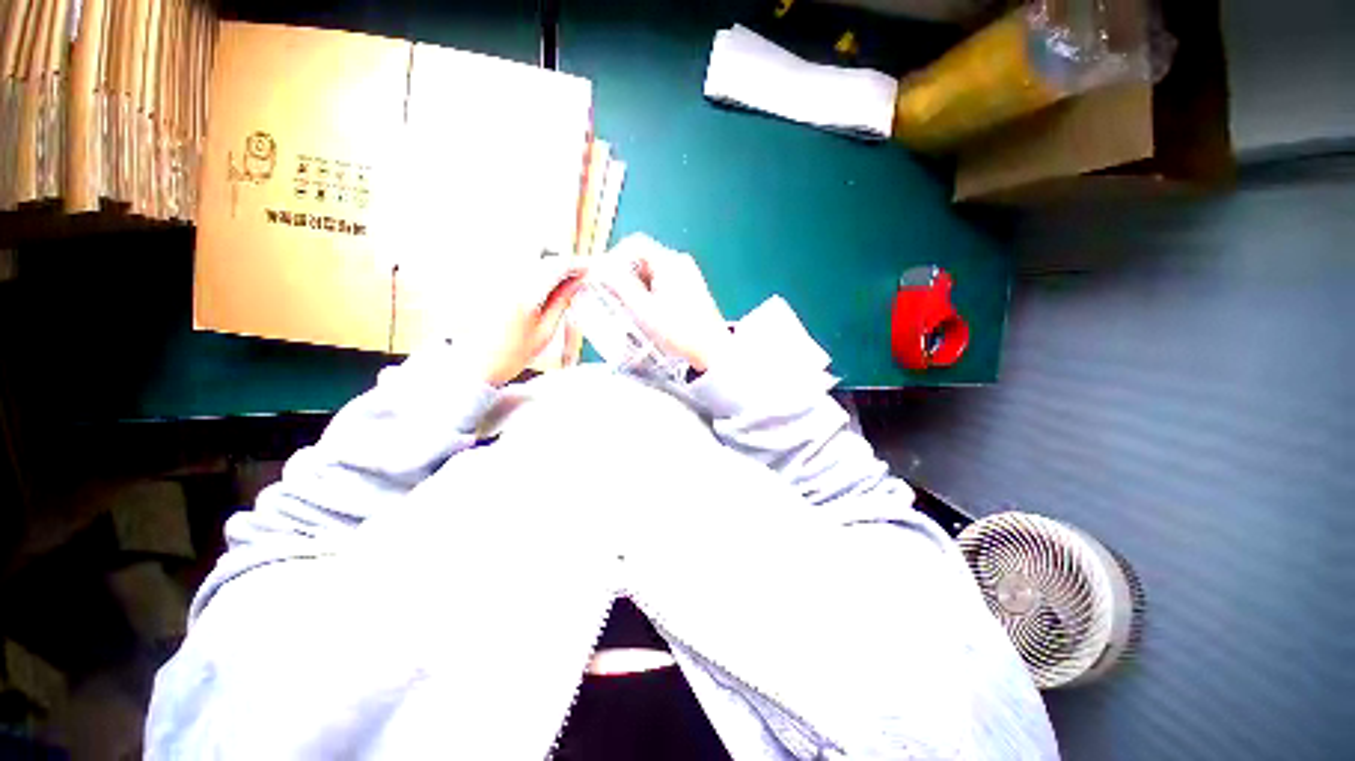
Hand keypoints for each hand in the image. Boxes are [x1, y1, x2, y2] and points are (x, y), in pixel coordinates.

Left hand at [459, 259, 586, 385]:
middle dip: (559, 261)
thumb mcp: (545, 331)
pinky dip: (529, 269)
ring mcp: (492, 278)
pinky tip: (536, 284)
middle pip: (539, 253)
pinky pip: (511, 265)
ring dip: (544, 263)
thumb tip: (576, 283)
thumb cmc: (513, 353)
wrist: (476, 364)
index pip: (555, 266)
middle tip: (573, 275)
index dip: (574, 265)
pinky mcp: (484, 280)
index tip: (586, 269)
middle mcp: (506, 279)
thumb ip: (561, 302)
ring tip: (556, 281)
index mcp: (525, 294)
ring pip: (525, 256)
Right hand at [595, 235, 730, 372]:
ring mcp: (689, 274)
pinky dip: (650, 291)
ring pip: (652, 271)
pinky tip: (648, 311)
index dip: (614, 258)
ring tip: (630, 309)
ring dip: (637, 285)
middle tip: (614, 298)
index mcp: (669, 261)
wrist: (713, 352)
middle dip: (624, 275)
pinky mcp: (692, 288)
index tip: (604, 280)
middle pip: (643, 257)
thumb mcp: (644, 310)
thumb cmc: (679, 332)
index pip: (634, 244)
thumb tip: (600, 268)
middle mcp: (680, 262)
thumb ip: (620, 286)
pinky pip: (664, 281)